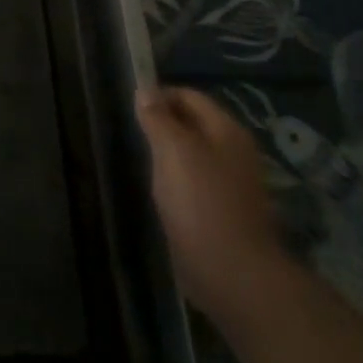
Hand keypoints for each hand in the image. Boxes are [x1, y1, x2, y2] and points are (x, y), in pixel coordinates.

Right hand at [137, 85, 294, 329]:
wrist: (231, 273)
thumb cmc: (200, 202)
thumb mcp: (172, 150)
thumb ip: (158, 117)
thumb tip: (145, 89)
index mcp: (227, 130)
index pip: (189, 96)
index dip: (159, 96)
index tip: (129, 107)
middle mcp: (234, 151)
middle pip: (192, 123)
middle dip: (162, 123)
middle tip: (131, 133)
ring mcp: (231, 183)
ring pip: (192, 154)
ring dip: (167, 152)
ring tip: (139, 159)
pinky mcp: (222, 210)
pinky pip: (194, 181)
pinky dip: (175, 178)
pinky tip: (157, 189)